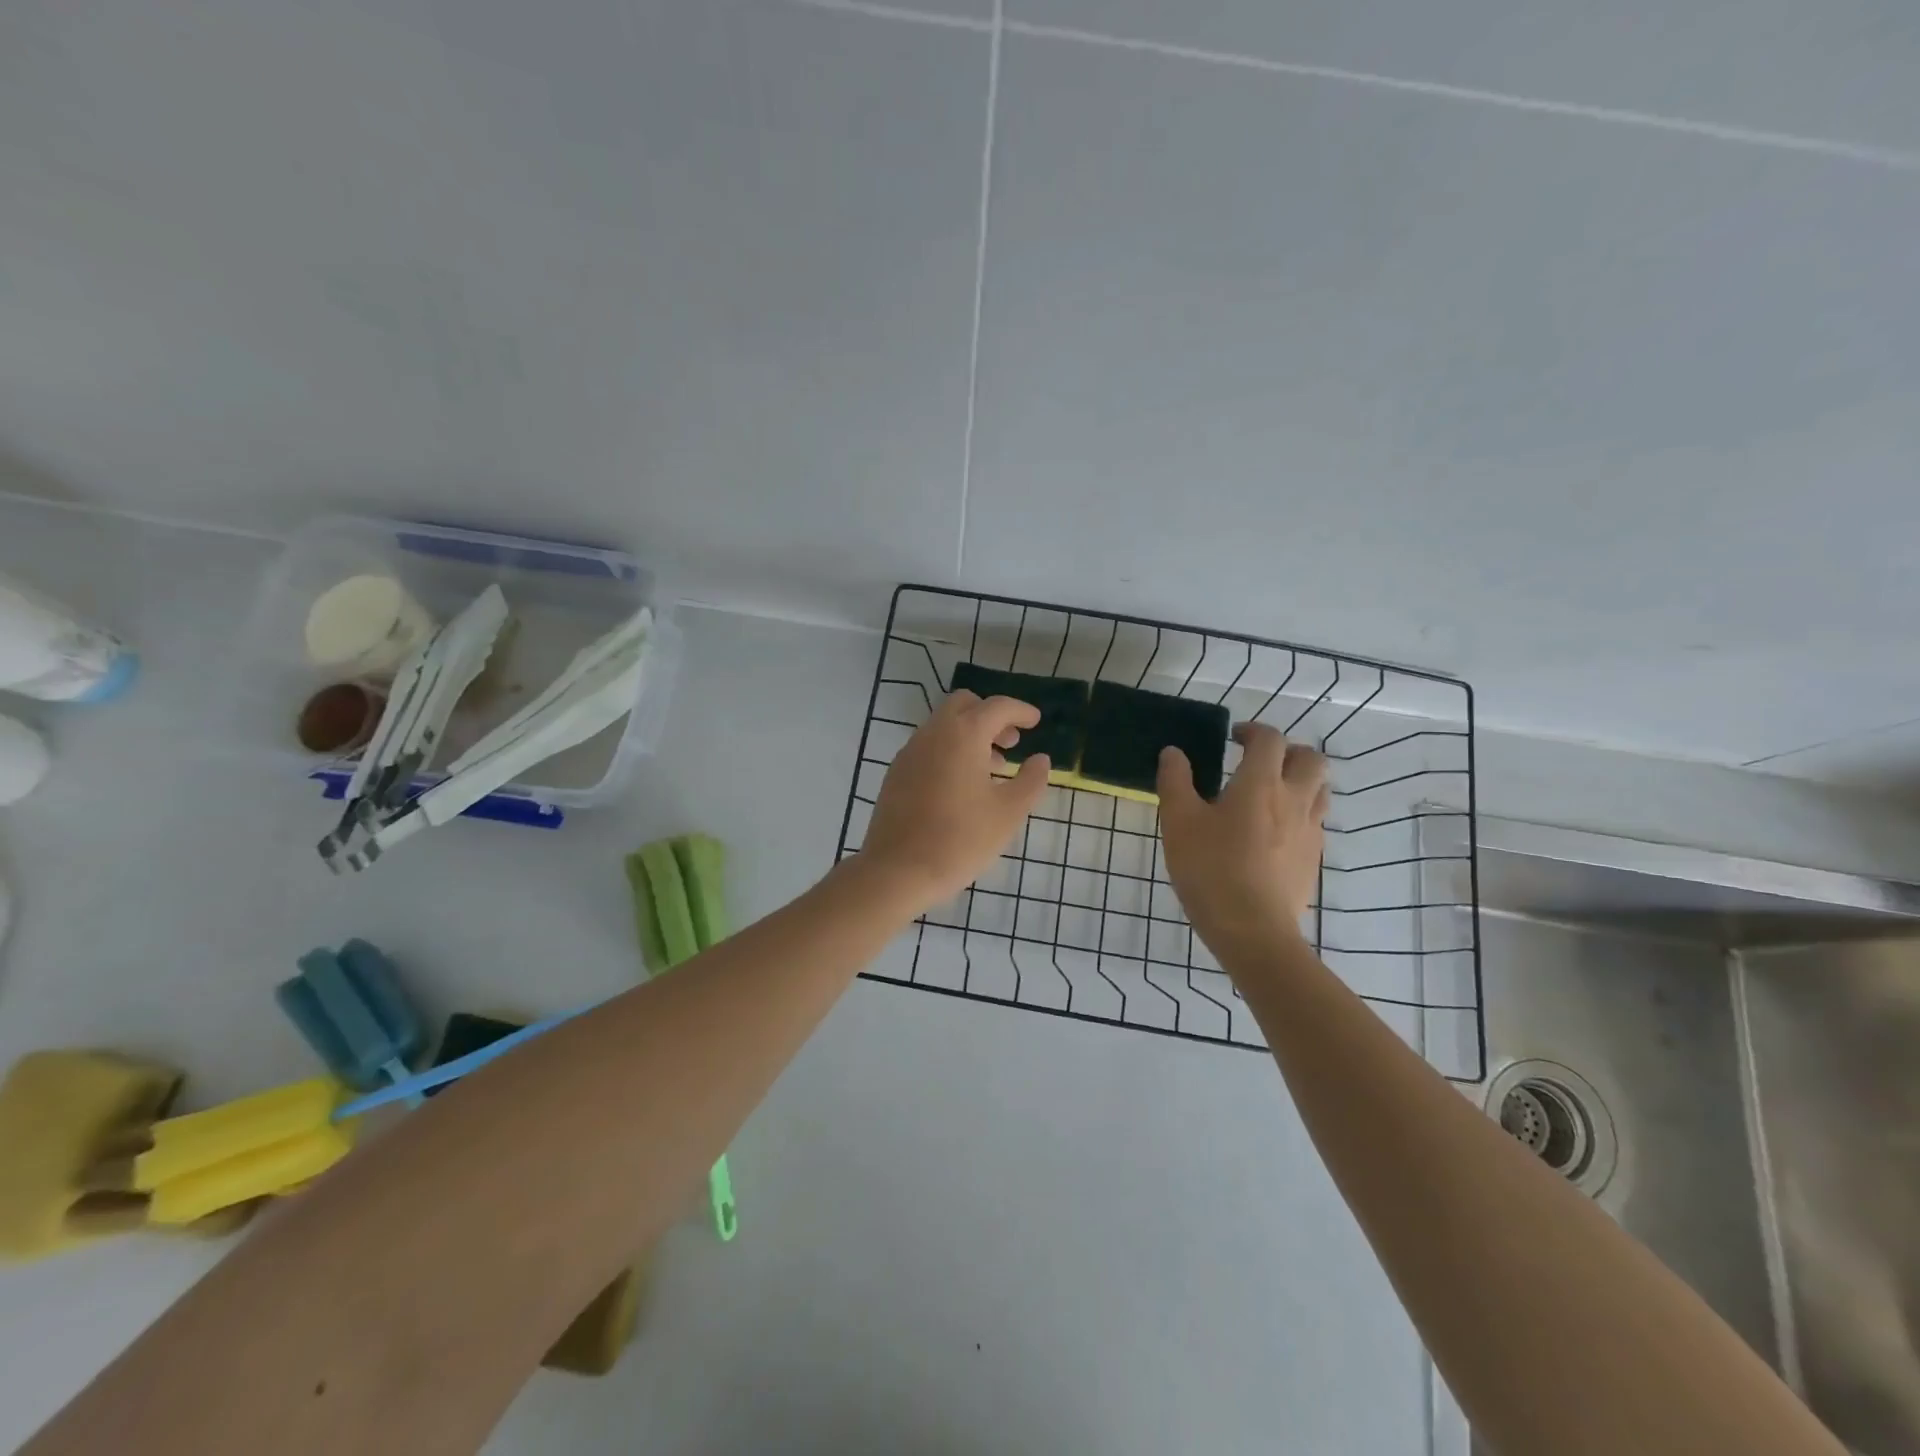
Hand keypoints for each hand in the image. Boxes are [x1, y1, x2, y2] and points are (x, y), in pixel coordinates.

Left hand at [859, 690, 1051, 912]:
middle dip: (991, 716)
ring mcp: (909, 752)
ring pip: (944, 726)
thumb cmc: (960, 839)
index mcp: (963, 735)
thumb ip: (1031, 780)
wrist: (897, 870)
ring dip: (970, 735)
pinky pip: (928, 747)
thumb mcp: (1008, 813)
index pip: (997, 707)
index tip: (1036, 721)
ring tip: (993, 768)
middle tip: (1012, 742)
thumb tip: (1041, 760)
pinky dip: (950, 751)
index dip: (1020, 711)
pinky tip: (961, 786)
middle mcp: (933, 734)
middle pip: (964, 705)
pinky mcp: (896, 773)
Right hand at [1157, 723, 1329, 952]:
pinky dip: (1300, 813)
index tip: (1233, 738)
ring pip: (1320, 789)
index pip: (1269, 738)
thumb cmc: (1210, 869)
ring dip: (1300, 780)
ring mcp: (1309, 830)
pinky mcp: (1313, 859)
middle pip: (1310, 758)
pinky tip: (1274, 832)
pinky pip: (1315, 822)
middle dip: (1287, 751)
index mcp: (1260, 783)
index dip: (1252, 730)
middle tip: (1259, 762)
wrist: (1252, 930)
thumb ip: (1175, 781)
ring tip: (1271, 793)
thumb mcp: (1178, 822)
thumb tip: (1174, 752)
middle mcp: (1293, 799)